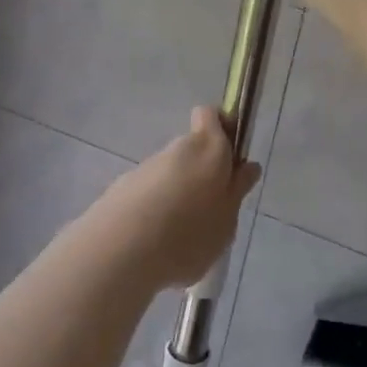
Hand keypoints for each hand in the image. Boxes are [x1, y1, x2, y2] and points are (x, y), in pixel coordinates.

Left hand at [97, 108, 260, 290]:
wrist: (119, 251)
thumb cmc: (188, 234)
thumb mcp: (226, 221)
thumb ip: (236, 192)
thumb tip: (247, 167)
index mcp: (209, 149)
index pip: (212, 115)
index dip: (221, 130)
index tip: (229, 160)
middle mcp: (177, 148)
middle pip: (193, 149)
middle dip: (201, 174)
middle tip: (209, 212)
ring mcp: (147, 167)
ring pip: (170, 173)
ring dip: (177, 195)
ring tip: (180, 238)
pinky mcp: (122, 188)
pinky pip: (149, 194)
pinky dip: (154, 211)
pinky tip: (155, 245)